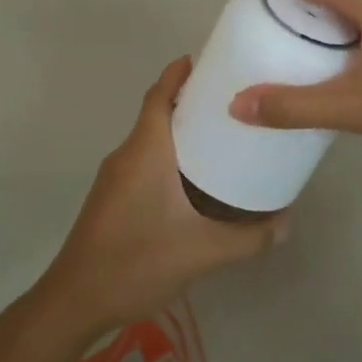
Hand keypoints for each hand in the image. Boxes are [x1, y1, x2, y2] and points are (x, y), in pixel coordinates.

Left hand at [35, 56, 282, 339]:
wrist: (75, 300)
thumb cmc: (136, 262)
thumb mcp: (202, 251)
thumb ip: (249, 238)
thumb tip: (286, 223)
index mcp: (145, 152)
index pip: (159, 95)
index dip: (180, 73)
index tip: (211, 61)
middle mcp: (126, 156)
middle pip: (158, 113)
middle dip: (192, 103)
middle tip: (236, 104)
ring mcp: (115, 178)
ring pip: (152, 141)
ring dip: (183, 134)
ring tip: (226, 139)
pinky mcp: (113, 199)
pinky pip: (146, 164)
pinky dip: (172, 159)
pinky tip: (199, 183)